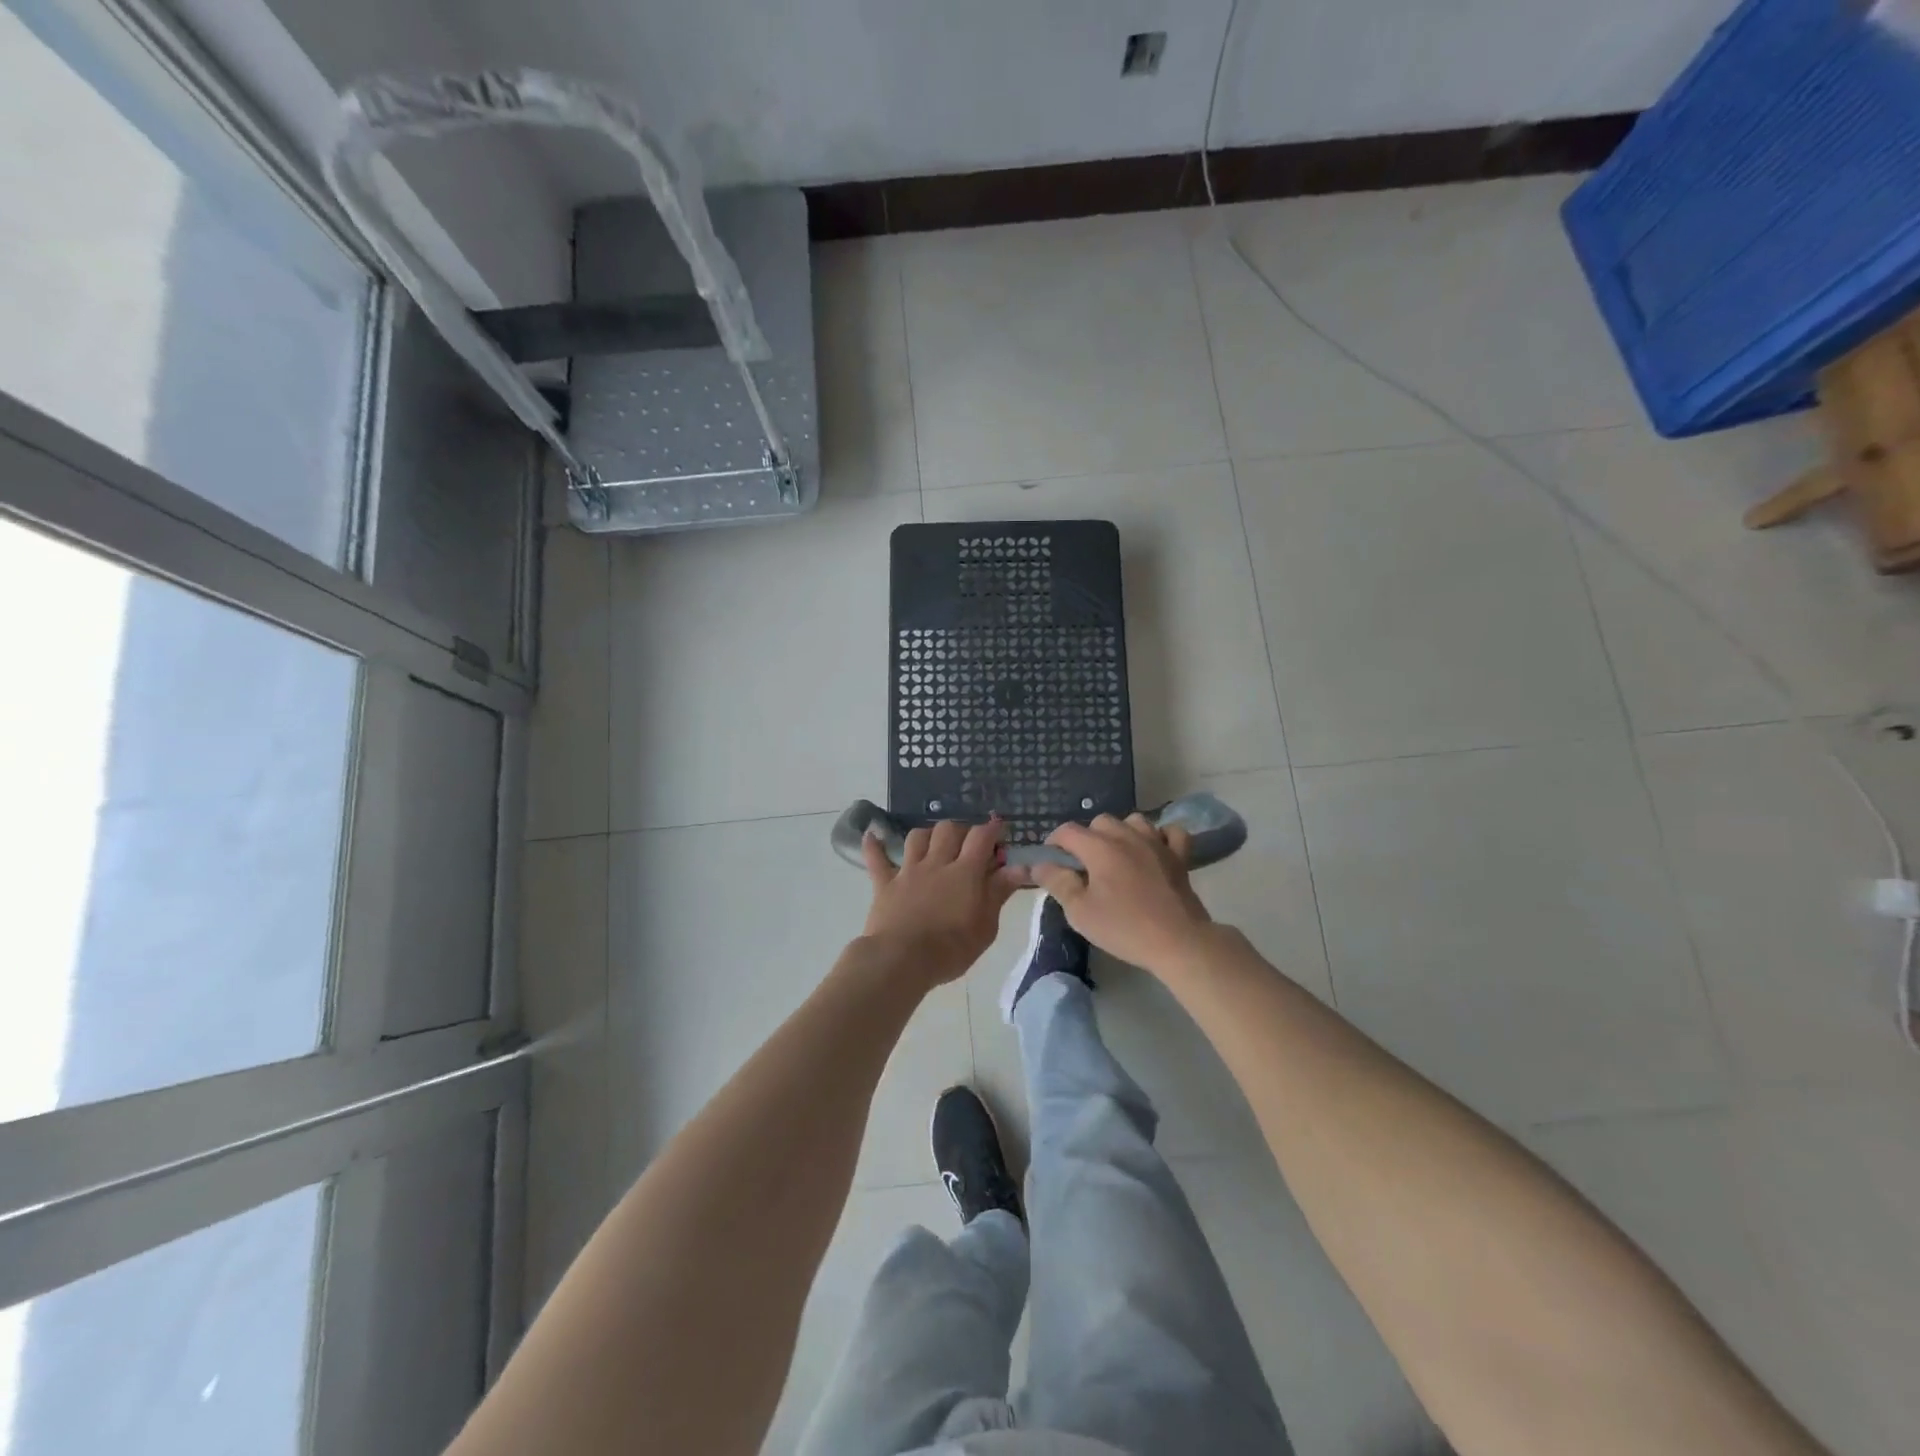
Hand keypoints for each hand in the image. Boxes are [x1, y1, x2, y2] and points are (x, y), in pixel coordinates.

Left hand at [862, 820, 1023, 986]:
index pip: (981, 837)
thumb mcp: (986, 926)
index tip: (1000, 829)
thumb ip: (999, 893)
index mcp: (965, 872)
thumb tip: (1019, 867)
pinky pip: (876, 859)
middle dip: (961, 830)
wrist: (902, 960)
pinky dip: (874, 845)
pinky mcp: (885, 883)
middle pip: (948, 829)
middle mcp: (936, 863)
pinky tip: (872, 835)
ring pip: (917, 837)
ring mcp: (908, 871)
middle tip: (969, 843)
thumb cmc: (951, 949)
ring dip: (928, 834)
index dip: (992, 829)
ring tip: (934, 843)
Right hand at [1032, 814, 1212, 973]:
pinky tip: (1154, 851)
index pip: (1067, 831)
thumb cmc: (1124, 928)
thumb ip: (1058, 883)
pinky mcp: (1180, 856)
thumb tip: (1040, 865)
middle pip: (1100, 822)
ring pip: (1134, 821)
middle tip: (1086, 866)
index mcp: (1099, 847)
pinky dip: (1160, 837)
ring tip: (1118, 857)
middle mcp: (1127, 836)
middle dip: (1087, 838)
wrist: (1178, 942)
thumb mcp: (1080, 912)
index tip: (1052, 862)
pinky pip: (1170, 832)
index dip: (1054, 843)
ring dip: (1122, 833)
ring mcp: (1157, 843)